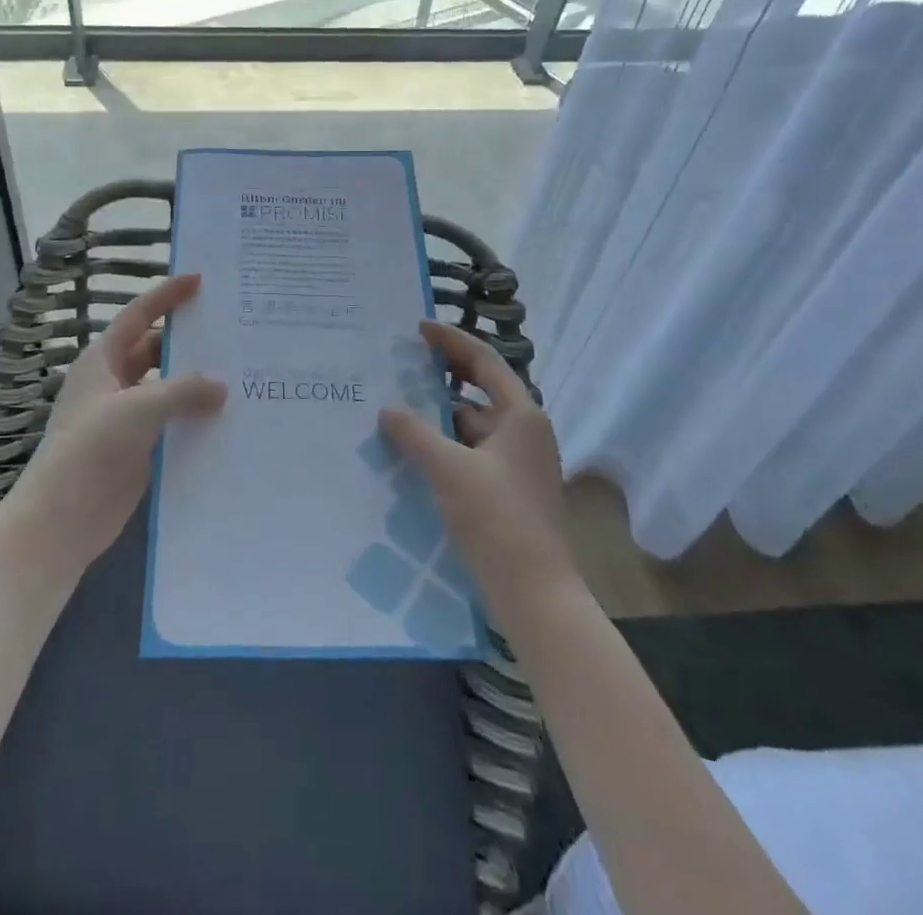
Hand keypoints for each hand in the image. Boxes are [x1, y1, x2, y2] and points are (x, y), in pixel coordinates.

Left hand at [0, 274, 225, 579]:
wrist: (60, 522)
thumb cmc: (89, 451)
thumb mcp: (136, 410)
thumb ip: (182, 392)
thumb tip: (221, 386)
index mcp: (102, 361)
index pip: (138, 316)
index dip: (166, 295)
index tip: (199, 279)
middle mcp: (114, 383)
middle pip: (156, 351)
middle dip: (188, 343)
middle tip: (231, 332)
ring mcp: (126, 417)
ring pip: (167, 389)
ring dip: (196, 384)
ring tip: (240, 374)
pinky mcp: (138, 449)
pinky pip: (172, 423)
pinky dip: (195, 418)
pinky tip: (228, 420)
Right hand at [378, 320, 574, 638]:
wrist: (535, 594)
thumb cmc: (497, 519)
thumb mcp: (449, 469)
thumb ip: (415, 433)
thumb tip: (387, 409)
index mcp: (521, 415)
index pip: (484, 360)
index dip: (451, 341)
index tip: (417, 328)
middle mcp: (523, 432)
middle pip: (479, 390)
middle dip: (441, 376)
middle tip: (402, 365)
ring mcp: (516, 463)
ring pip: (471, 425)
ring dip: (438, 416)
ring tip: (396, 407)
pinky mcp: (506, 491)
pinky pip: (469, 453)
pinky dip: (443, 447)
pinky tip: (411, 452)